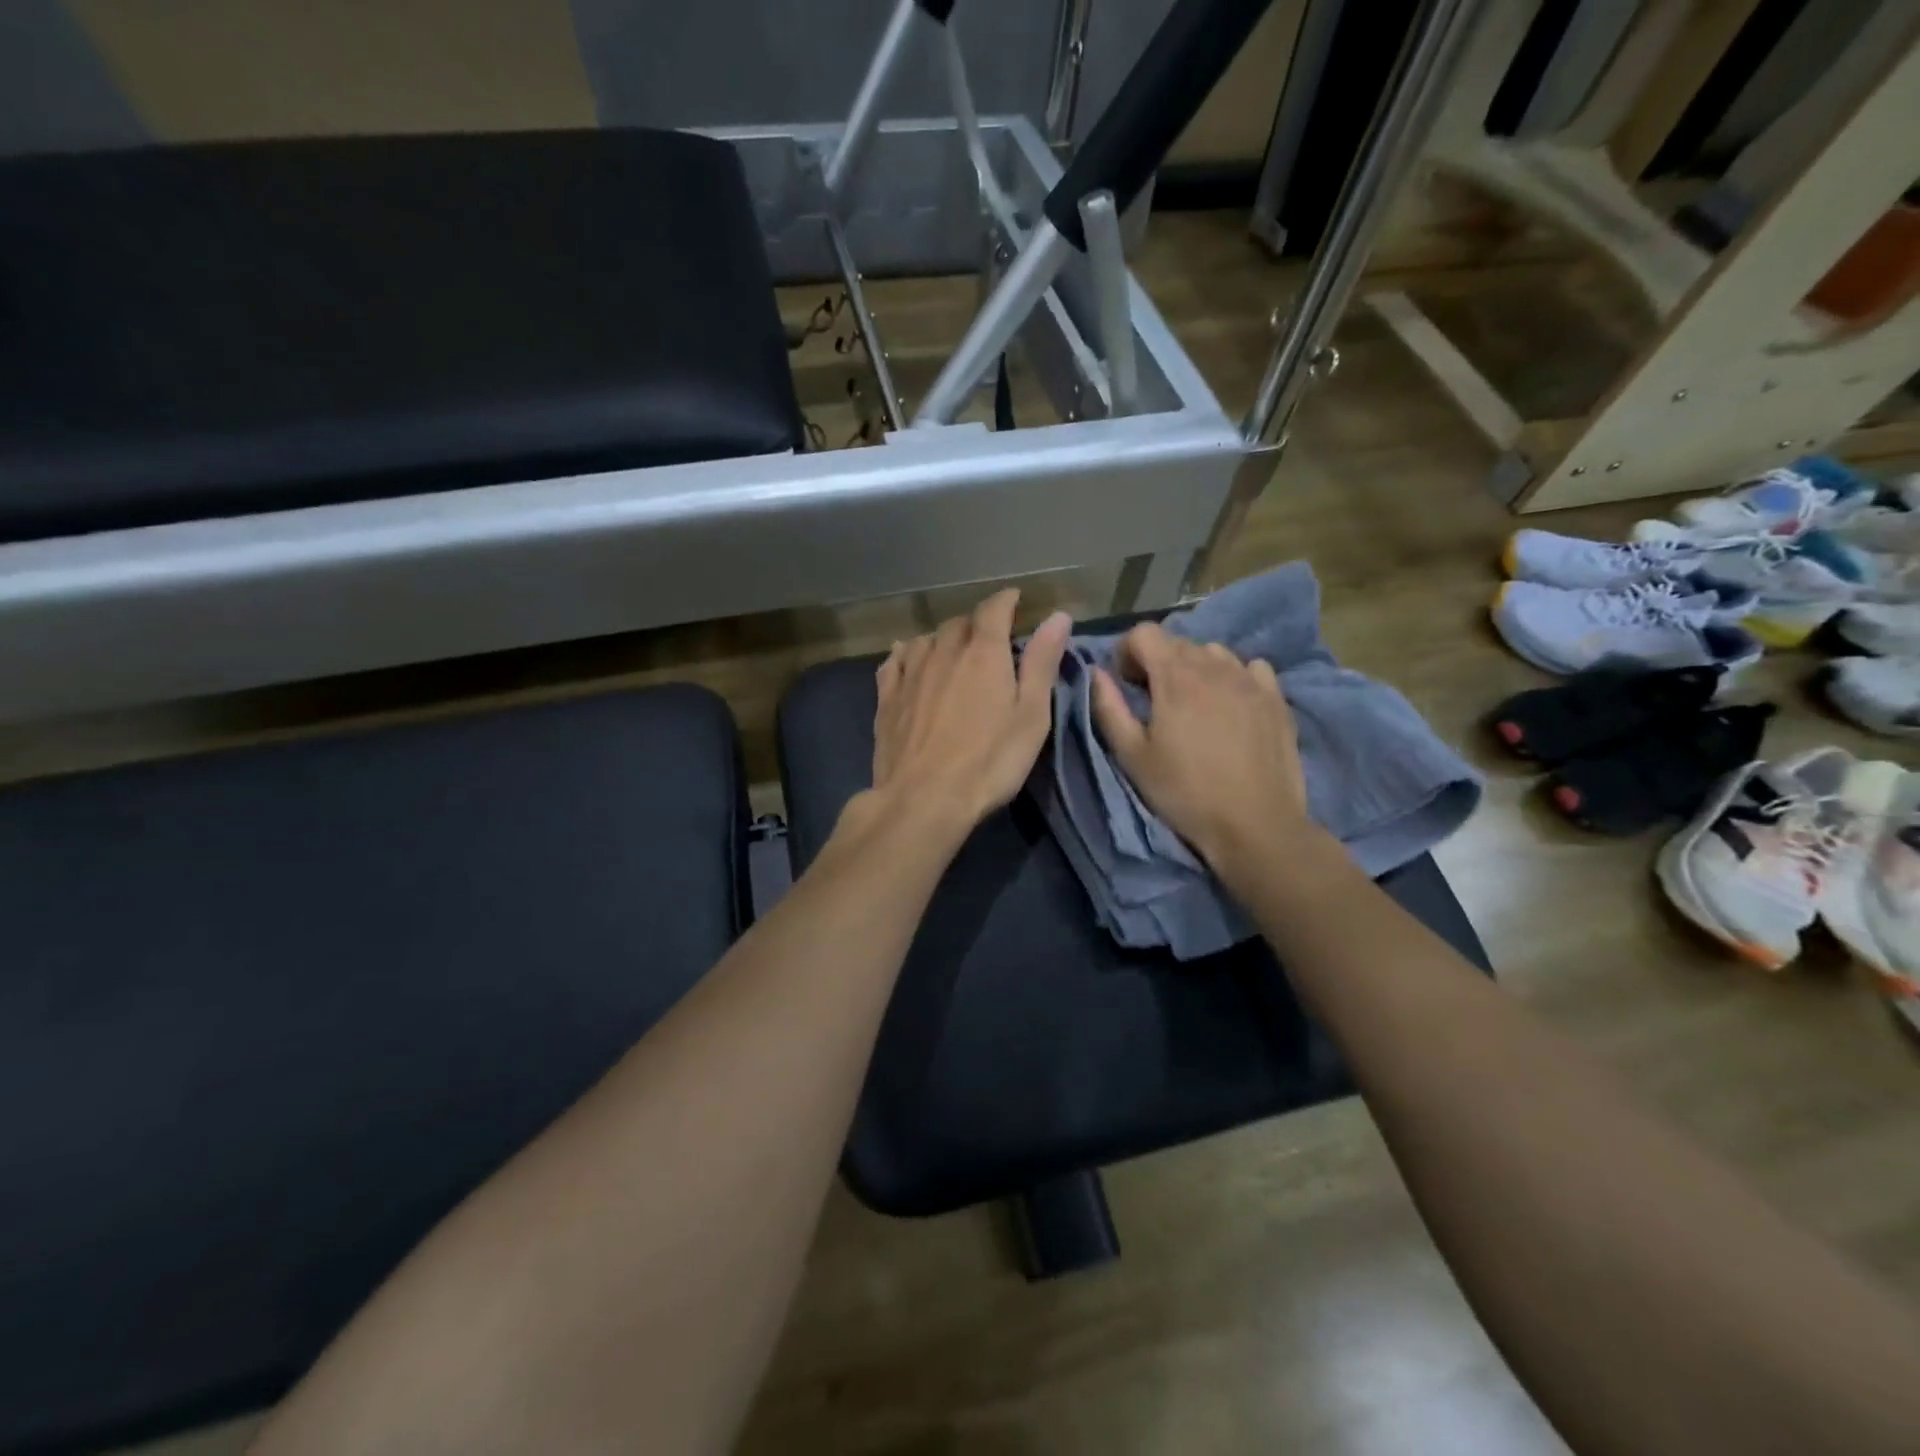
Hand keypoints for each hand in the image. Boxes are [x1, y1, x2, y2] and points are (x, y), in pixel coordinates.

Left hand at [868, 589, 1071, 836]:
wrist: (924, 798)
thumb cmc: (990, 761)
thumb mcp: (1031, 716)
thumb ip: (1042, 663)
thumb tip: (1057, 617)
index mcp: (983, 653)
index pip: (994, 610)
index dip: (1006, 601)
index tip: (1015, 600)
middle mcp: (943, 652)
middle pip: (958, 623)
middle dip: (976, 624)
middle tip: (989, 639)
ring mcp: (910, 674)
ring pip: (926, 639)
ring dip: (942, 639)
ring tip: (952, 650)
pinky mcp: (886, 698)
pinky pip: (894, 662)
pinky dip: (906, 654)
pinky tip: (907, 659)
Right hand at [1090, 623, 1309, 875]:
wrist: (1255, 825)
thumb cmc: (1184, 792)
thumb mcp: (1132, 756)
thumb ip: (1109, 708)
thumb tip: (1096, 673)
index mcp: (1175, 676)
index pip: (1144, 633)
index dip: (1127, 652)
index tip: (1126, 683)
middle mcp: (1214, 666)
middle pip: (1178, 642)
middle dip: (1158, 662)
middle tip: (1154, 700)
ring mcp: (1250, 679)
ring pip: (1215, 652)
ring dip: (1196, 668)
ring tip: (1193, 703)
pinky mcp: (1277, 698)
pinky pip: (1251, 668)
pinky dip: (1234, 677)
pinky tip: (1231, 705)